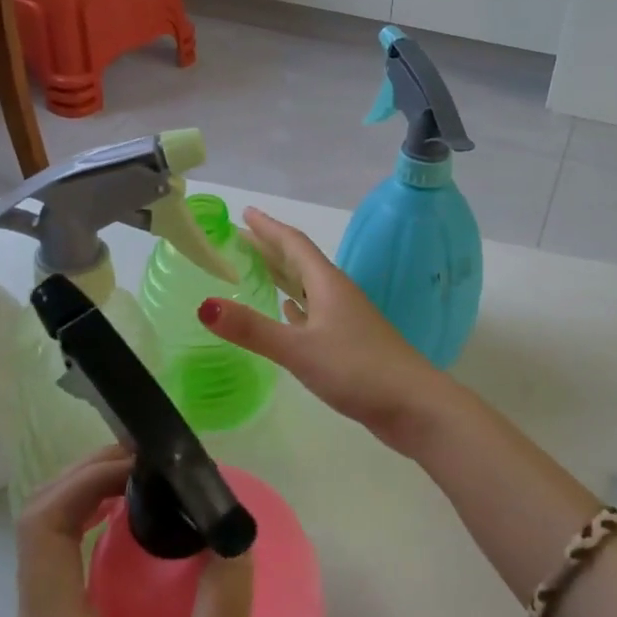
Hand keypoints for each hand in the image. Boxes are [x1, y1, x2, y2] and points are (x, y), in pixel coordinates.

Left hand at [10, 448, 252, 616]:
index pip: (41, 531)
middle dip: (89, 477)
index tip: (140, 461)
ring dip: (90, 498)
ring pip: (46, 544)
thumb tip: (235, 535)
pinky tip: (140, 535)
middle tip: (154, 461)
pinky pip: (62, 569)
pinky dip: (93, 530)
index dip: (83, 480)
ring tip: (152, 482)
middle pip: (39, 526)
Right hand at [199, 208, 453, 455]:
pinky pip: (315, 312)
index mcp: (327, 283)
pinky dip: (296, 306)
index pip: (294, 243)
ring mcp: (346, 318)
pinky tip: (288, 312)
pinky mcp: (350, 341)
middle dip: (269, 248)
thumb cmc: (357, 369)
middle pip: (299, 261)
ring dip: (282, 275)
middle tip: (239, 239)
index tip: (244, 213)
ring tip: (255, 270)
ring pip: (307, 286)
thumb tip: (204, 306)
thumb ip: (252, 329)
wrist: (412, 404)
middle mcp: (337, 293)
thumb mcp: (299, 349)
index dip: (268, 227)